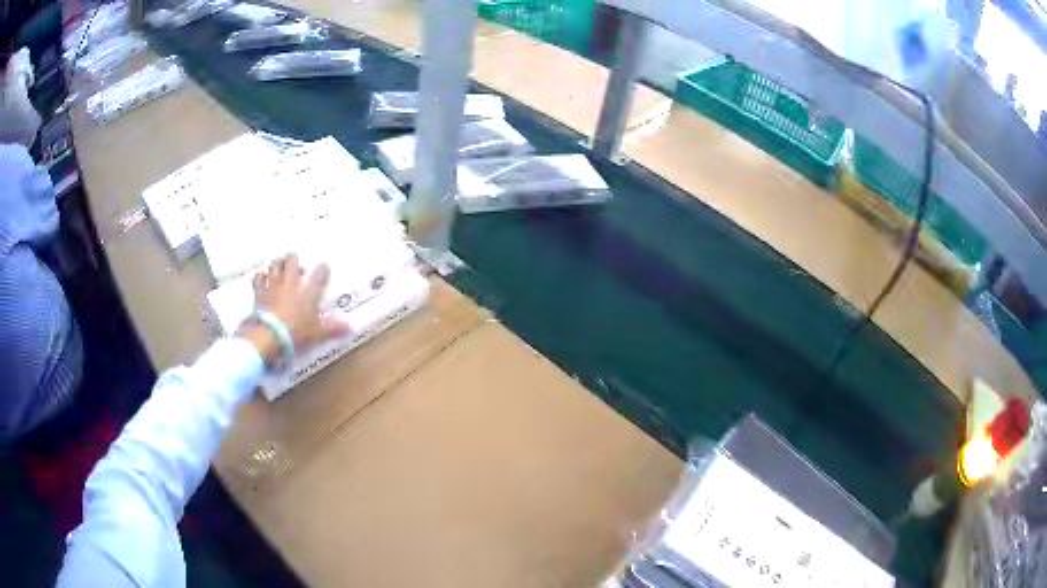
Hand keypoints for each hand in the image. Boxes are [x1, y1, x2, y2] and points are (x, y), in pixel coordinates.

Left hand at [236, 253, 350, 366]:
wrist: (270, 336)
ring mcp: (273, 284)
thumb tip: (349, 327)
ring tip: (280, 271)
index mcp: (308, 289)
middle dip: (294, 260)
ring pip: (274, 264)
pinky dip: (261, 277)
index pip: (320, 271)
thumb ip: (332, 327)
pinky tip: (264, 280)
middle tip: (297, 268)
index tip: (324, 270)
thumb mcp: (318, 332)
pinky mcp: (259, 292)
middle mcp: (291, 281)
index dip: (323, 269)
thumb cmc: (298, 332)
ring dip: (278, 265)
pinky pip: (259, 278)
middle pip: (292, 258)